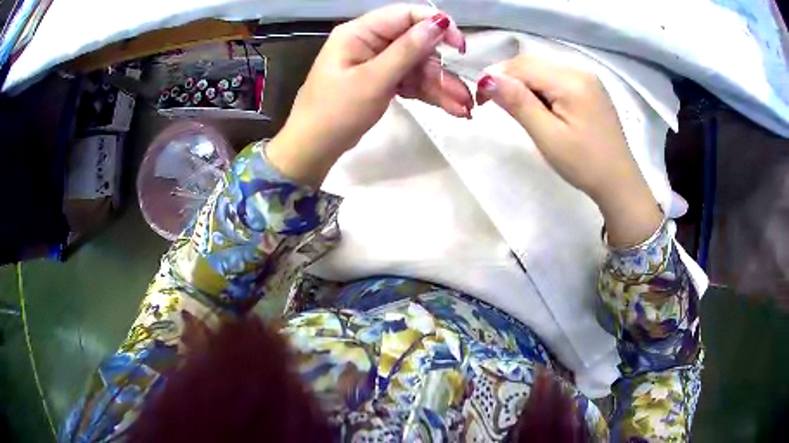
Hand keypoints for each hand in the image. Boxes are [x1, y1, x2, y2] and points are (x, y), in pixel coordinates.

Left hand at [267, 4, 470, 187]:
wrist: (314, 148)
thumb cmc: (336, 112)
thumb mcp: (373, 80)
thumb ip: (407, 50)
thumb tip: (439, 22)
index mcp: (360, 33)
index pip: (405, 16)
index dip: (436, 25)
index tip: (460, 46)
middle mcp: (370, 42)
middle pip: (415, 44)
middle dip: (442, 68)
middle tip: (466, 93)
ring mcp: (377, 63)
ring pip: (417, 66)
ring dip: (441, 85)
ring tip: (464, 108)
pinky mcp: (381, 81)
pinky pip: (410, 81)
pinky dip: (428, 93)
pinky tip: (451, 107)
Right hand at [476, 55, 661, 246]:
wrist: (619, 182)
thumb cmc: (584, 164)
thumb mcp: (547, 136)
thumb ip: (518, 102)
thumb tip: (486, 77)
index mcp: (571, 79)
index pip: (522, 65)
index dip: (495, 76)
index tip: (480, 100)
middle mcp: (580, 69)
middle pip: (532, 61)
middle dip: (508, 78)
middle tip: (494, 104)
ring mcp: (588, 77)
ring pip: (543, 67)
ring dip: (523, 81)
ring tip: (517, 107)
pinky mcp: (590, 87)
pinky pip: (556, 75)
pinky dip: (540, 85)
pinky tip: (540, 105)